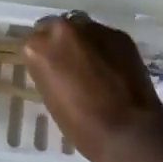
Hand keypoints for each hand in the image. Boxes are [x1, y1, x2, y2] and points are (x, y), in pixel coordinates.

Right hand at [22, 12, 162, 161]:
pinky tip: (113, 69)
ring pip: (82, 29)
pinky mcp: (119, 35)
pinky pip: (105, 37)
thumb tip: (57, 67)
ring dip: (83, 43)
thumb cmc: (83, 126)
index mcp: (40, 47)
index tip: (48, 70)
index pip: (32, 43)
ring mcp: (94, 28)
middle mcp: (63, 29)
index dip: (42, 58)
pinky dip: (105, 48)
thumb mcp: (52, 99)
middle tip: (70, 65)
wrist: (129, 133)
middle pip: (56, 28)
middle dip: (61, 43)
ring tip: (94, 66)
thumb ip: (49, 72)